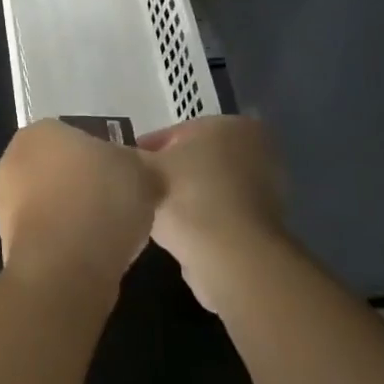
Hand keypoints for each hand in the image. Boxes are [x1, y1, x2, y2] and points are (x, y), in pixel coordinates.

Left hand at [0, 120, 161, 301]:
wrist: (66, 268)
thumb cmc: (102, 201)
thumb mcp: (142, 171)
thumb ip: (139, 165)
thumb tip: (137, 173)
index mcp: (41, 130)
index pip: (76, 136)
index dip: (104, 157)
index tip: (125, 177)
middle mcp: (14, 160)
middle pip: (61, 169)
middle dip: (86, 184)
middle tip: (120, 203)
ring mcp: (5, 203)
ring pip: (53, 202)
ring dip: (76, 215)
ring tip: (110, 234)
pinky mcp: (8, 243)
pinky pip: (48, 234)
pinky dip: (67, 242)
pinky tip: (92, 255)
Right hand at [138, 116, 289, 310]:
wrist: (230, 258)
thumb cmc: (187, 197)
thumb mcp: (144, 170)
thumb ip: (128, 158)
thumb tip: (116, 158)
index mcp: (230, 124)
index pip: (177, 133)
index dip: (147, 150)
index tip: (127, 169)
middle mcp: (257, 150)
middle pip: (197, 159)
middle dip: (170, 173)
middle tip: (140, 190)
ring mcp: (268, 189)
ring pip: (210, 187)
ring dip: (186, 199)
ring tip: (156, 215)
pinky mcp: (267, 226)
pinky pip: (222, 215)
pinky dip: (203, 222)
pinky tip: (180, 236)